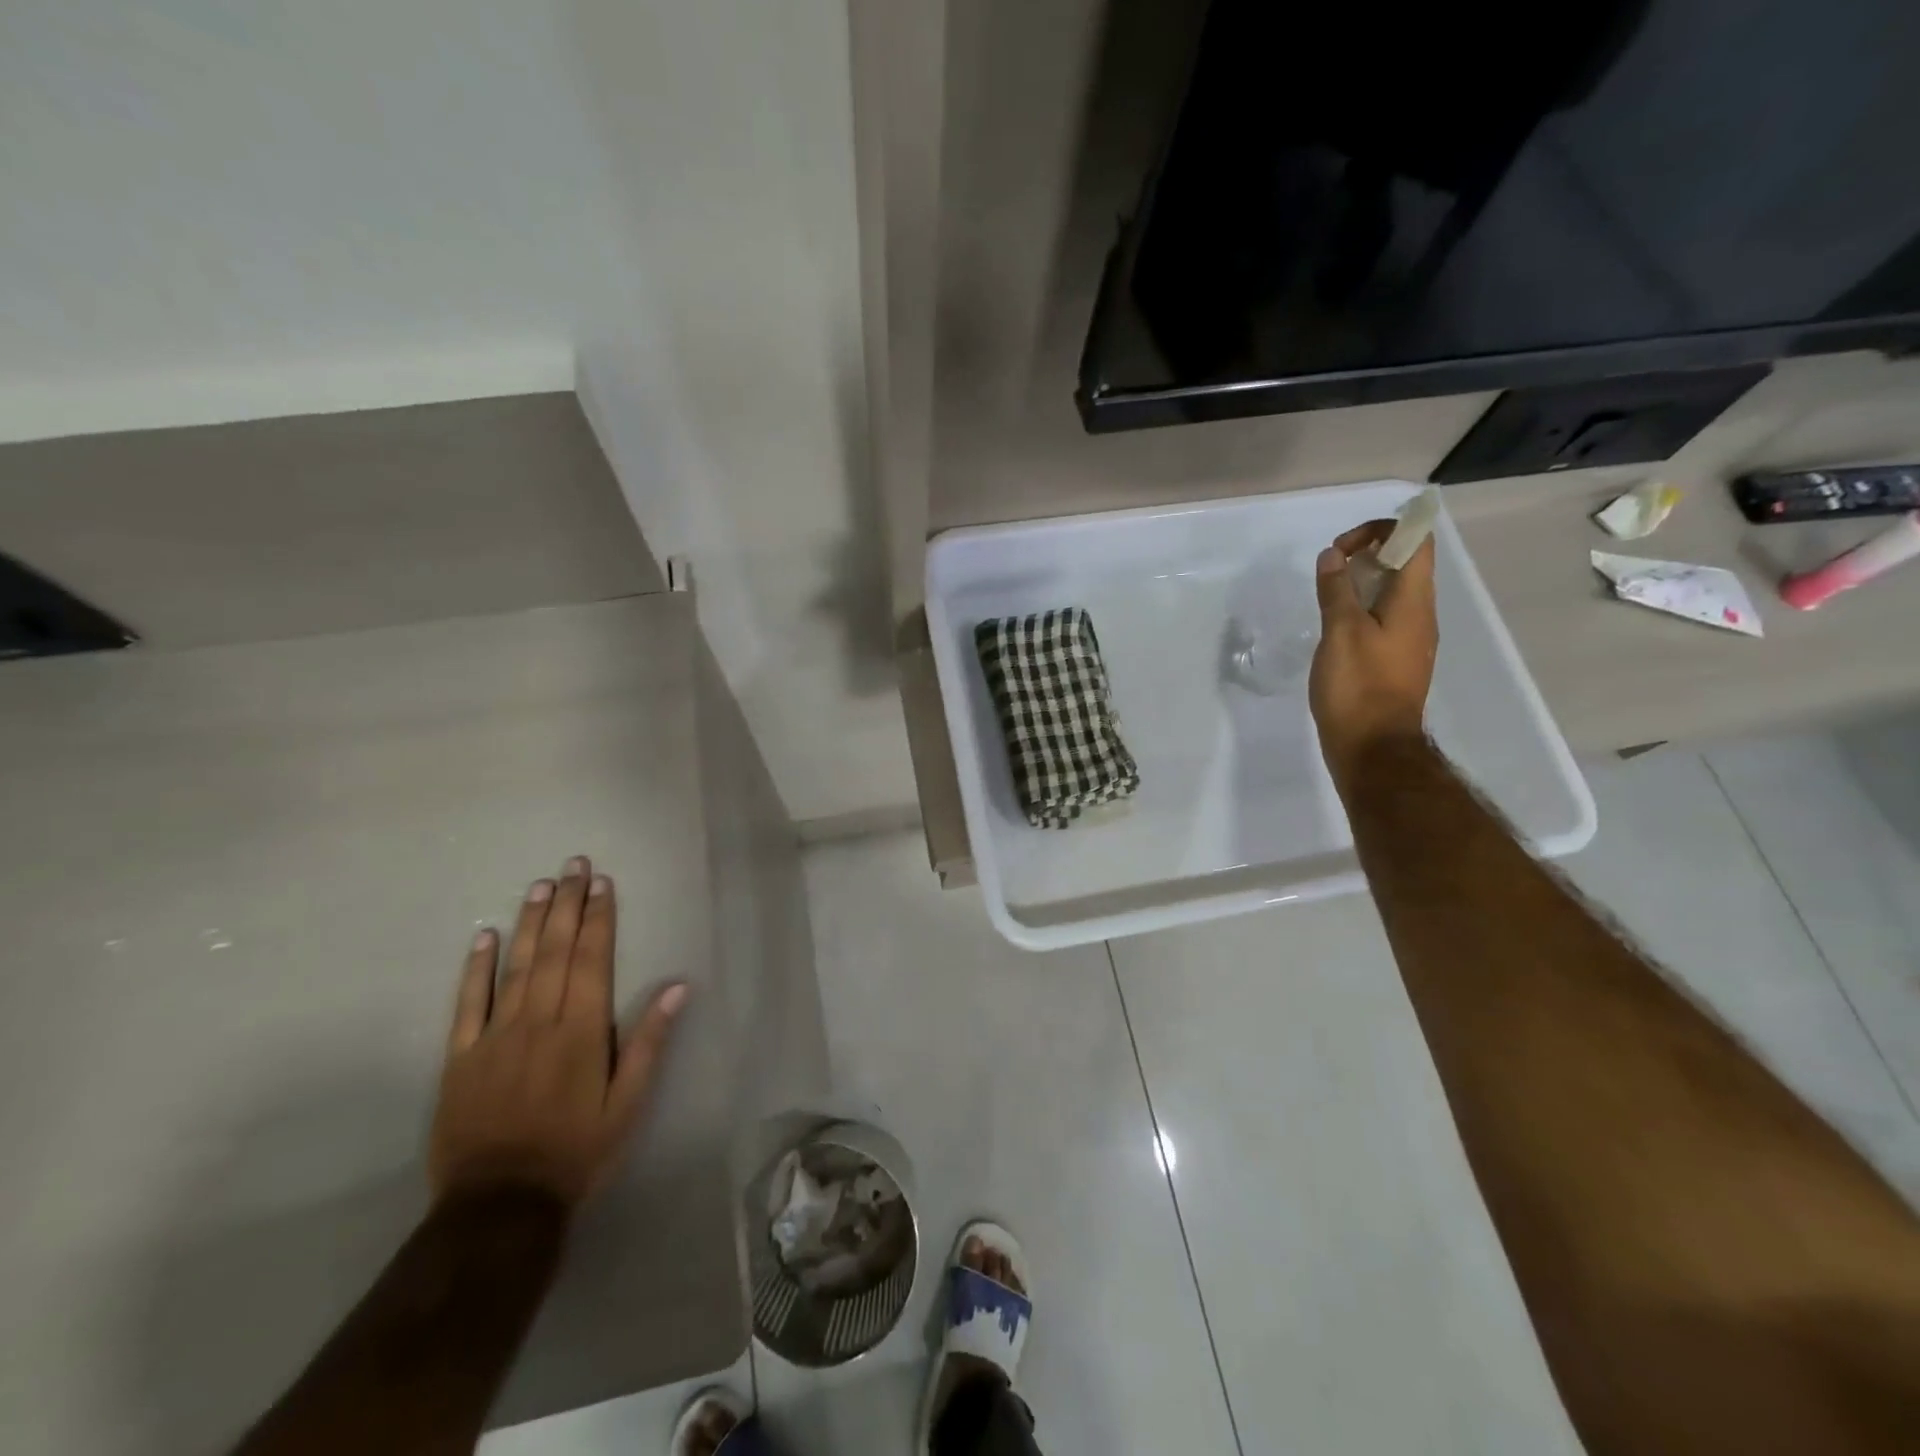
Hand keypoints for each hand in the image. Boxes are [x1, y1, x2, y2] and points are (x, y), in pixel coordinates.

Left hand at [429, 856, 687, 1207]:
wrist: (500, 1207)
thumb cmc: (577, 1152)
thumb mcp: (629, 1103)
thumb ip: (650, 1041)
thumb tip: (678, 986)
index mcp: (583, 1030)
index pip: (593, 959)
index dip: (598, 918)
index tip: (602, 883)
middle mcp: (540, 1021)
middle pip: (555, 951)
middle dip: (567, 904)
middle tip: (573, 865)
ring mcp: (495, 1036)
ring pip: (515, 966)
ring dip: (530, 922)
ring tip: (540, 885)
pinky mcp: (461, 1058)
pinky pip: (467, 1004)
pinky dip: (475, 968)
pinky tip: (484, 935)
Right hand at [1308, 519, 1437, 785]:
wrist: (1372, 747)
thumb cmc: (1358, 687)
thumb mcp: (1341, 632)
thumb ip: (1336, 590)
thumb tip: (1332, 556)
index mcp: (1413, 602)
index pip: (1416, 541)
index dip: (1383, 530)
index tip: (1343, 546)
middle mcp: (1420, 615)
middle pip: (1406, 564)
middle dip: (1369, 552)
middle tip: (1331, 566)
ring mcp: (1409, 639)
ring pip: (1393, 592)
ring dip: (1363, 580)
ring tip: (1328, 592)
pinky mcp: (1394, 660)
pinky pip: (1384, 618)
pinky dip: (1361, 607)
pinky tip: (1334, 625)